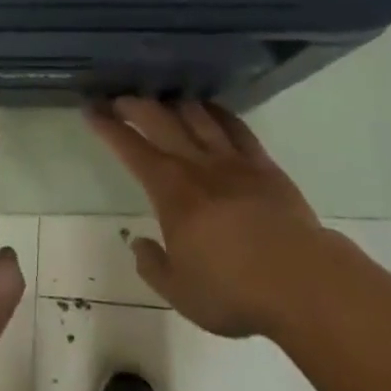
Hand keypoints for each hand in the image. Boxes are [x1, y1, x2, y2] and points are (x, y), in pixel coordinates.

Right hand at [87, 97, 347, 340]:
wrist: (299, 279)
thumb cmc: (234, 290)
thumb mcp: (182, 293)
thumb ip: (154, 266)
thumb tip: (138, 244)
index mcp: (170, 189)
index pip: (130, 147)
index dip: (108, 126)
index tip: (91, 109)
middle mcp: (195, 163)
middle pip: (159, 119)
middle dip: (135, 104)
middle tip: (120, 97)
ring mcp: (231, 159)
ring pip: (196, 115)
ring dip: (175, 103)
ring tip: (165, 99)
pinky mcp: (262, 163)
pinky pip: (235, 127)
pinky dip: (218, 112)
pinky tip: (211, 109)